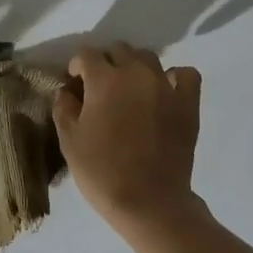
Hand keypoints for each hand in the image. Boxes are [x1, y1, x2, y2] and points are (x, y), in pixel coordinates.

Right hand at [53, 43, 203, 229]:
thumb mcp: (69, 142)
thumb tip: (67, 91)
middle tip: (101, 87)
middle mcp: (135, 74)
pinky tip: (164, 91)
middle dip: (106, 62)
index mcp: (104, 80)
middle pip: (118, 50)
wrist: (149, 202)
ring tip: (130, 89)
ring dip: (135, 66)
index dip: (77, 66)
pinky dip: (174, 77)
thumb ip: (64, 108)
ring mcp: (165, 86)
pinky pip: (185, 74)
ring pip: (148, 57)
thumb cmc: (102, 172)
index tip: (75, 83)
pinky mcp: (188, 103)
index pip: (86, 55)